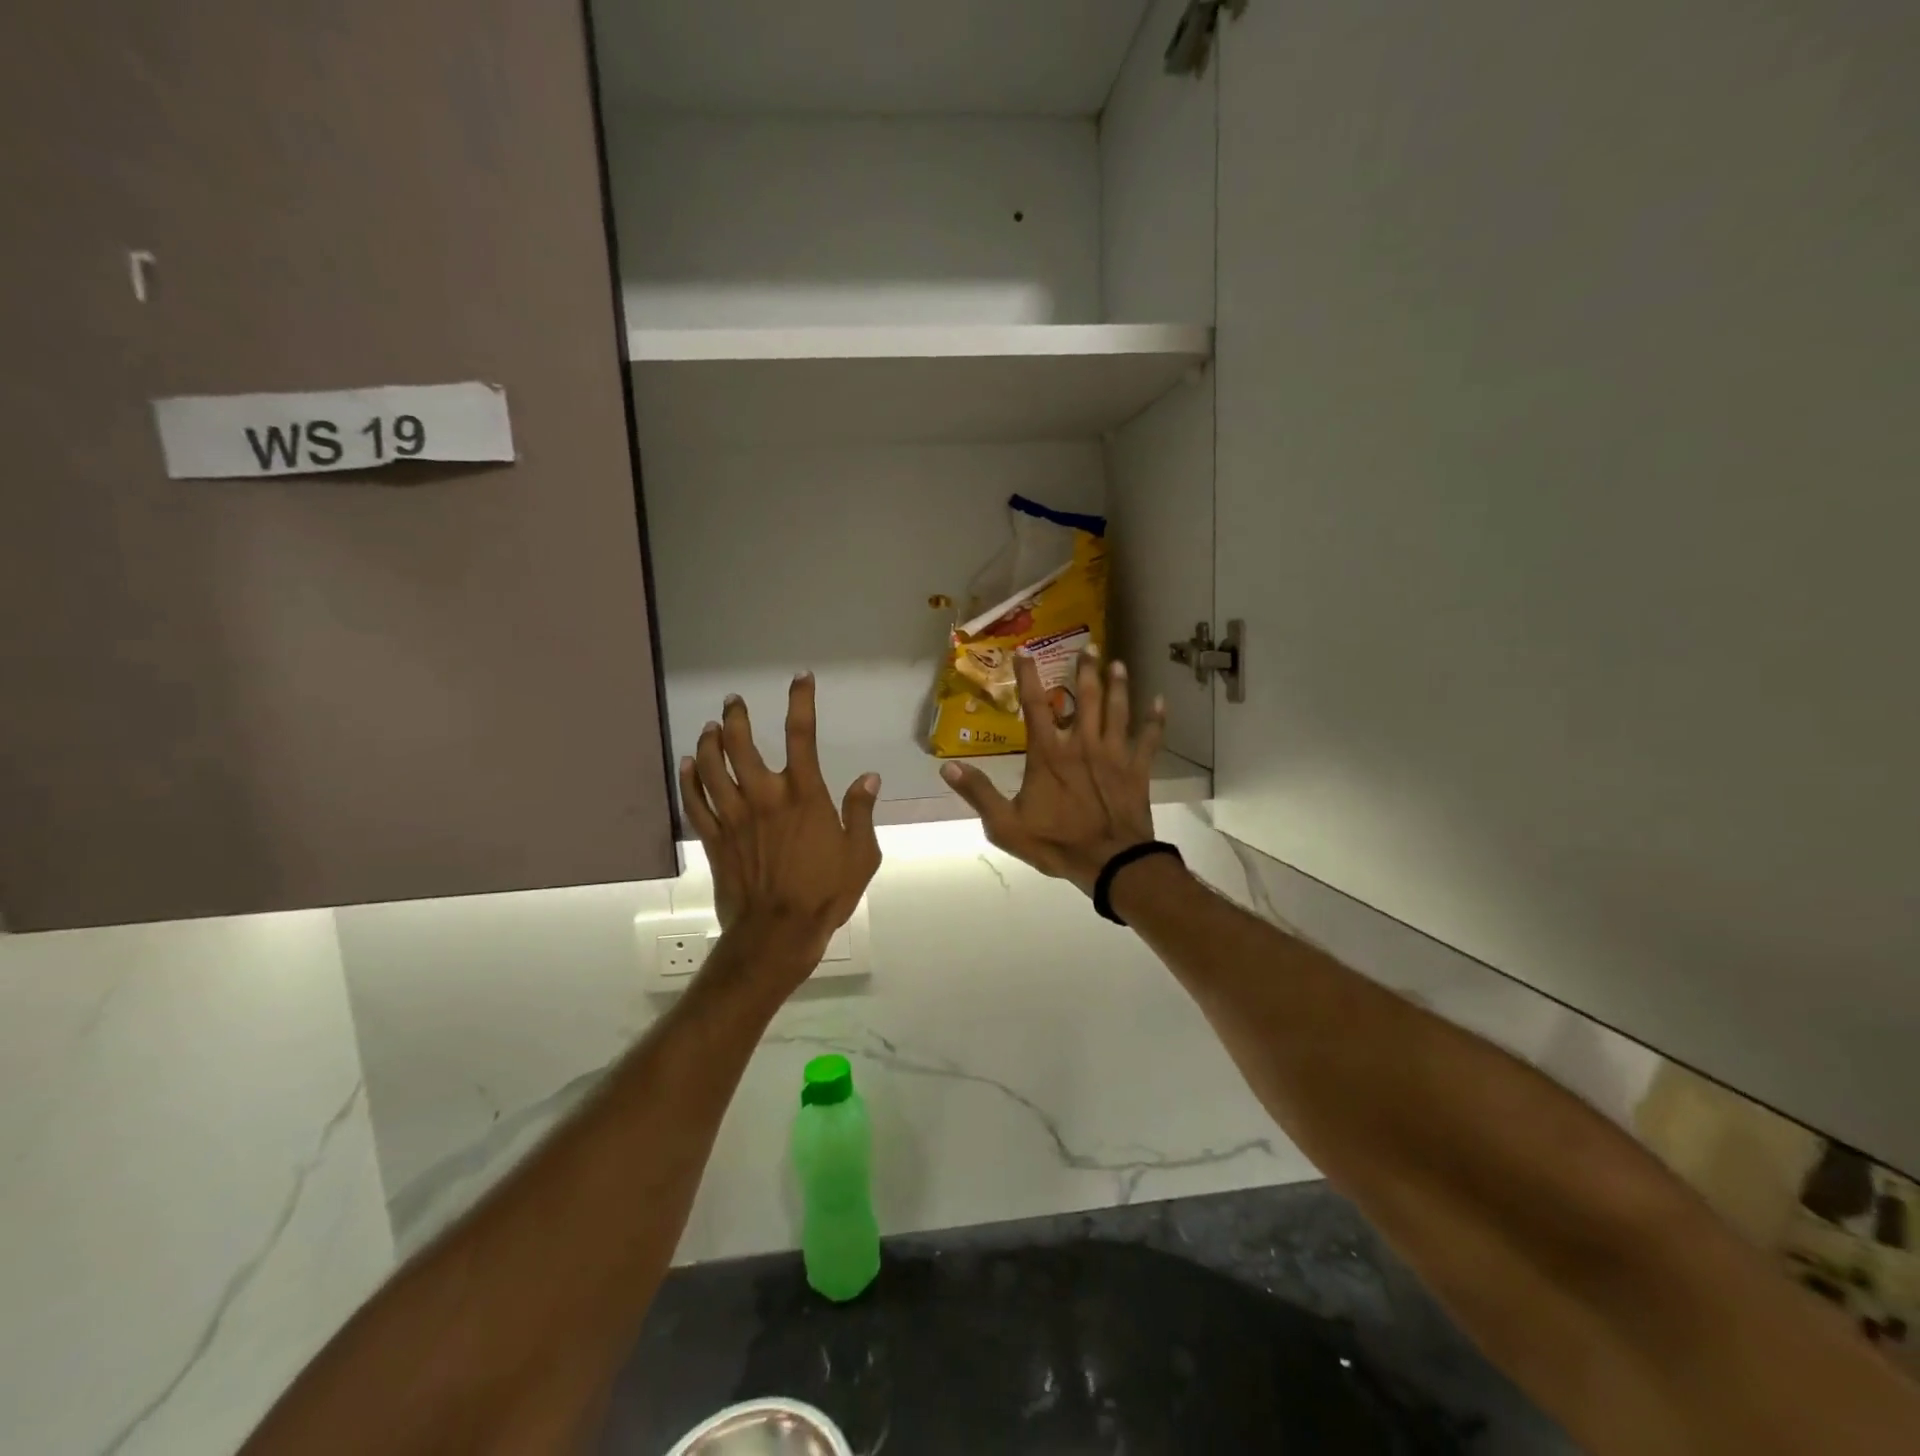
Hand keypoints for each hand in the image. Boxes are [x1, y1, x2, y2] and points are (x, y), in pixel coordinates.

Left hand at [680, 673, 882, 981]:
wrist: (777, 934)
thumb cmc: (825, 893)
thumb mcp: (861, 855)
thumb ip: (861, 812)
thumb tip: (869, 778)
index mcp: (804, 796)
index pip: (801, 736)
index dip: (801, 702)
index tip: (800, 679)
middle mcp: (764, 797)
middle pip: (741, 745)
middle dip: (736, 717)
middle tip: (733, 702)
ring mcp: (734, 817)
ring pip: (711, 768)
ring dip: (708, 742)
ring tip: (711, 727)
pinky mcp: (714, 839)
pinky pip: (695, 802)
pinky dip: (688, 780)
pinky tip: (686, 764)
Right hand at [940, 651, 1164, 895]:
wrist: (1111, 863)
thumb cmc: (1056, 843)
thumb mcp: (1006, 825)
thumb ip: (978, 794)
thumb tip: (948, 769)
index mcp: (1049, 754)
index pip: (1034, 706)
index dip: (1027, 677)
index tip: (1025, 651)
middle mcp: (1082, 744)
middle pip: (1085, 698)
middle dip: (1086, 670)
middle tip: (1089, 646)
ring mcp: (1113, 754)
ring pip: (1117, 710)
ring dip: (1118, 685)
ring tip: (1118, 664)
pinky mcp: (1137, 769)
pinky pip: (1149, 739)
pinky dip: (1155, 720)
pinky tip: (1160, 702)